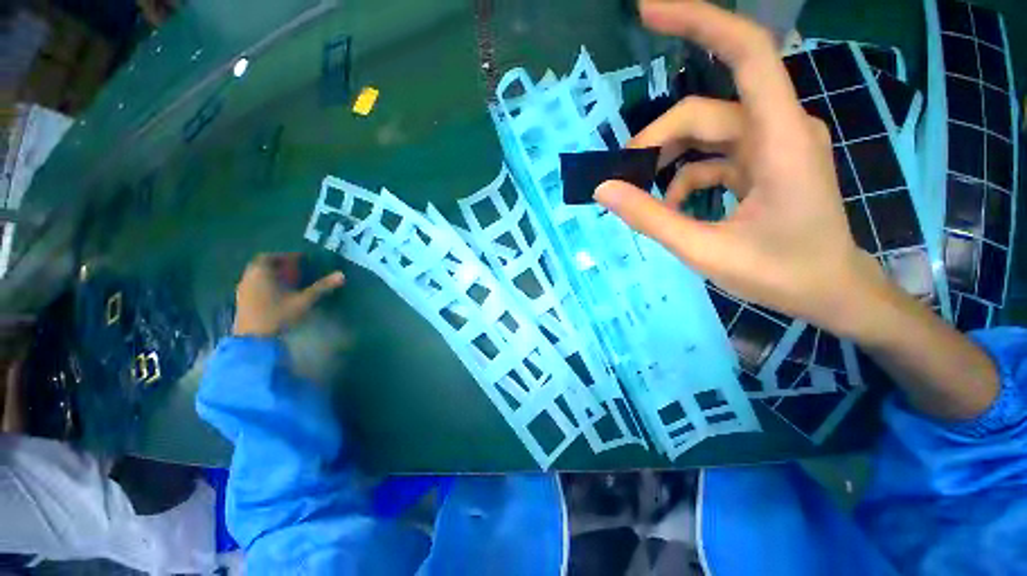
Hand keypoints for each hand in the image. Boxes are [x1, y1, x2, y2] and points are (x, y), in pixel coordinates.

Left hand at [233, 254, 344, 336]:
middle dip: (279, 265)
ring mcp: (242, 290)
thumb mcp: (304, 300)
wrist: (254, 340)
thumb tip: (342, 275)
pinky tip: (277, 294)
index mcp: (261, 272)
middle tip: (295, 269)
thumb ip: (322, 287)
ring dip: (271, 275)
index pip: (271, 256)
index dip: (286, 256)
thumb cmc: (279, 315)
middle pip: (262, 265)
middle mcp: (249, 277)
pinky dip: (265, 285)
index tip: (300, 259)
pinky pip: (254, 286)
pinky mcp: (241, 302)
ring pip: (257, 276)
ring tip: (288, 281)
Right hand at [595, 0, 892, 337]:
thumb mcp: (705, 250)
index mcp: (778, 139)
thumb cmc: (780, 273)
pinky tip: (672, 205)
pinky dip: (686, 176)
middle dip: (657, 141)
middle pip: (704, 112)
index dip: (698, 21)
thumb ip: (651, 217)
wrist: (830, 292)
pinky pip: (715, 157)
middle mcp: (778, 129)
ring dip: (668, 160)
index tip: (649, 11)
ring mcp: (772, 146)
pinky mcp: (765, 163)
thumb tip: (605, 189)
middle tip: (622, 175)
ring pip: (706, 134)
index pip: (745, 53)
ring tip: (641, 193)